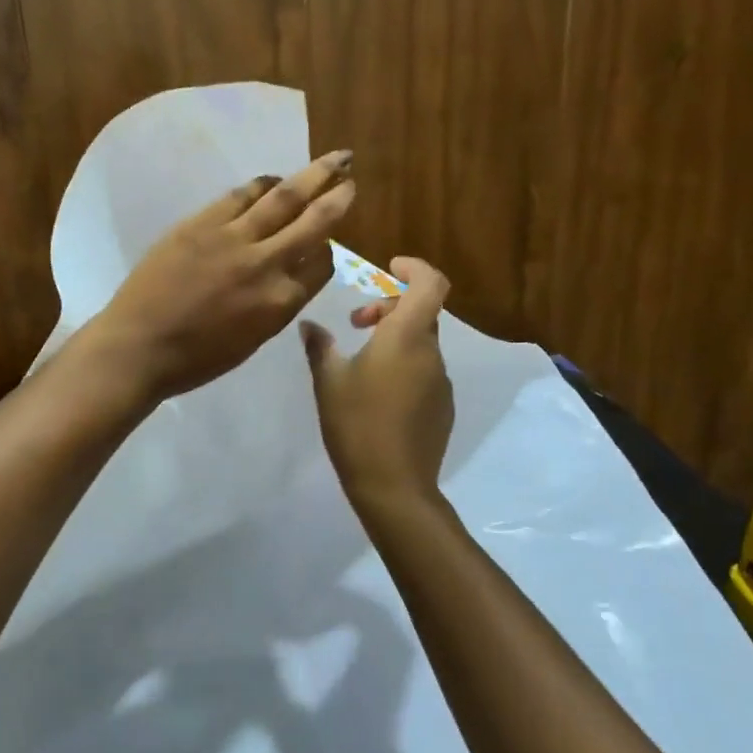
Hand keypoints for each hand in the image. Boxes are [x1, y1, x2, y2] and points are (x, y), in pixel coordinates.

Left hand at [85, 150, 356, 399]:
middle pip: (315, 222)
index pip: (322, 265)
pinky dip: (262, 184)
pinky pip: (241, 195)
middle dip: (338, 196)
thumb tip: (287, 276)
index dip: (327, 251)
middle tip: (350, 176)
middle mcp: (268, 264)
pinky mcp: (203, 222)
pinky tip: (272, 179)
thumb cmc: (195, 359)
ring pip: (285, 198)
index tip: (324, 243)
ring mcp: (235, 238)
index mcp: (282, 302)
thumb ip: (276, 305)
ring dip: (312, 175)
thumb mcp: (252, 340)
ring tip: (331, 160)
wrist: (139, 346)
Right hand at [300, 258, 453, 506]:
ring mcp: (440, 381)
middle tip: (356, 324)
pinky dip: (403, 364)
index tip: (389, 268)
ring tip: (360, 362)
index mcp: (406, 337)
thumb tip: (310, 325)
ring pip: (420, 342)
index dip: (414, 267)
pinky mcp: (443, 406)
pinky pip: (424, 370)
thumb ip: (320, 346)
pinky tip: (377, 393)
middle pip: (420, 311)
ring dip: (394, 337)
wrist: (394, 485)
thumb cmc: (356, 424)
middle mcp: (430, 352)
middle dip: (388, 306)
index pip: (429, 283)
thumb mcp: (329, 381)